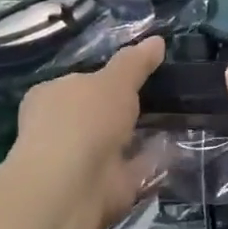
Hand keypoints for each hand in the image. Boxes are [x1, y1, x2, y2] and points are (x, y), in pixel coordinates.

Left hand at [4, 35, 164, 228]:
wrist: (73, 184)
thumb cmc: (85, 120)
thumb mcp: (116, 80)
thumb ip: (136, 62)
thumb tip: (157, 40)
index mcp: (50, 97)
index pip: (77, 83)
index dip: (104, 79)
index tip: (137, 75)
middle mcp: (58, 129)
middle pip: (97, 114)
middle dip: (124, 110)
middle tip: (164, 97)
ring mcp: (78, 161)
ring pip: (115, 142)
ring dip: (139, 136)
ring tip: (177, 120)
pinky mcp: (100, 187)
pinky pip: (132, 167)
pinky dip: (150, 160)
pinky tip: (177, 149)